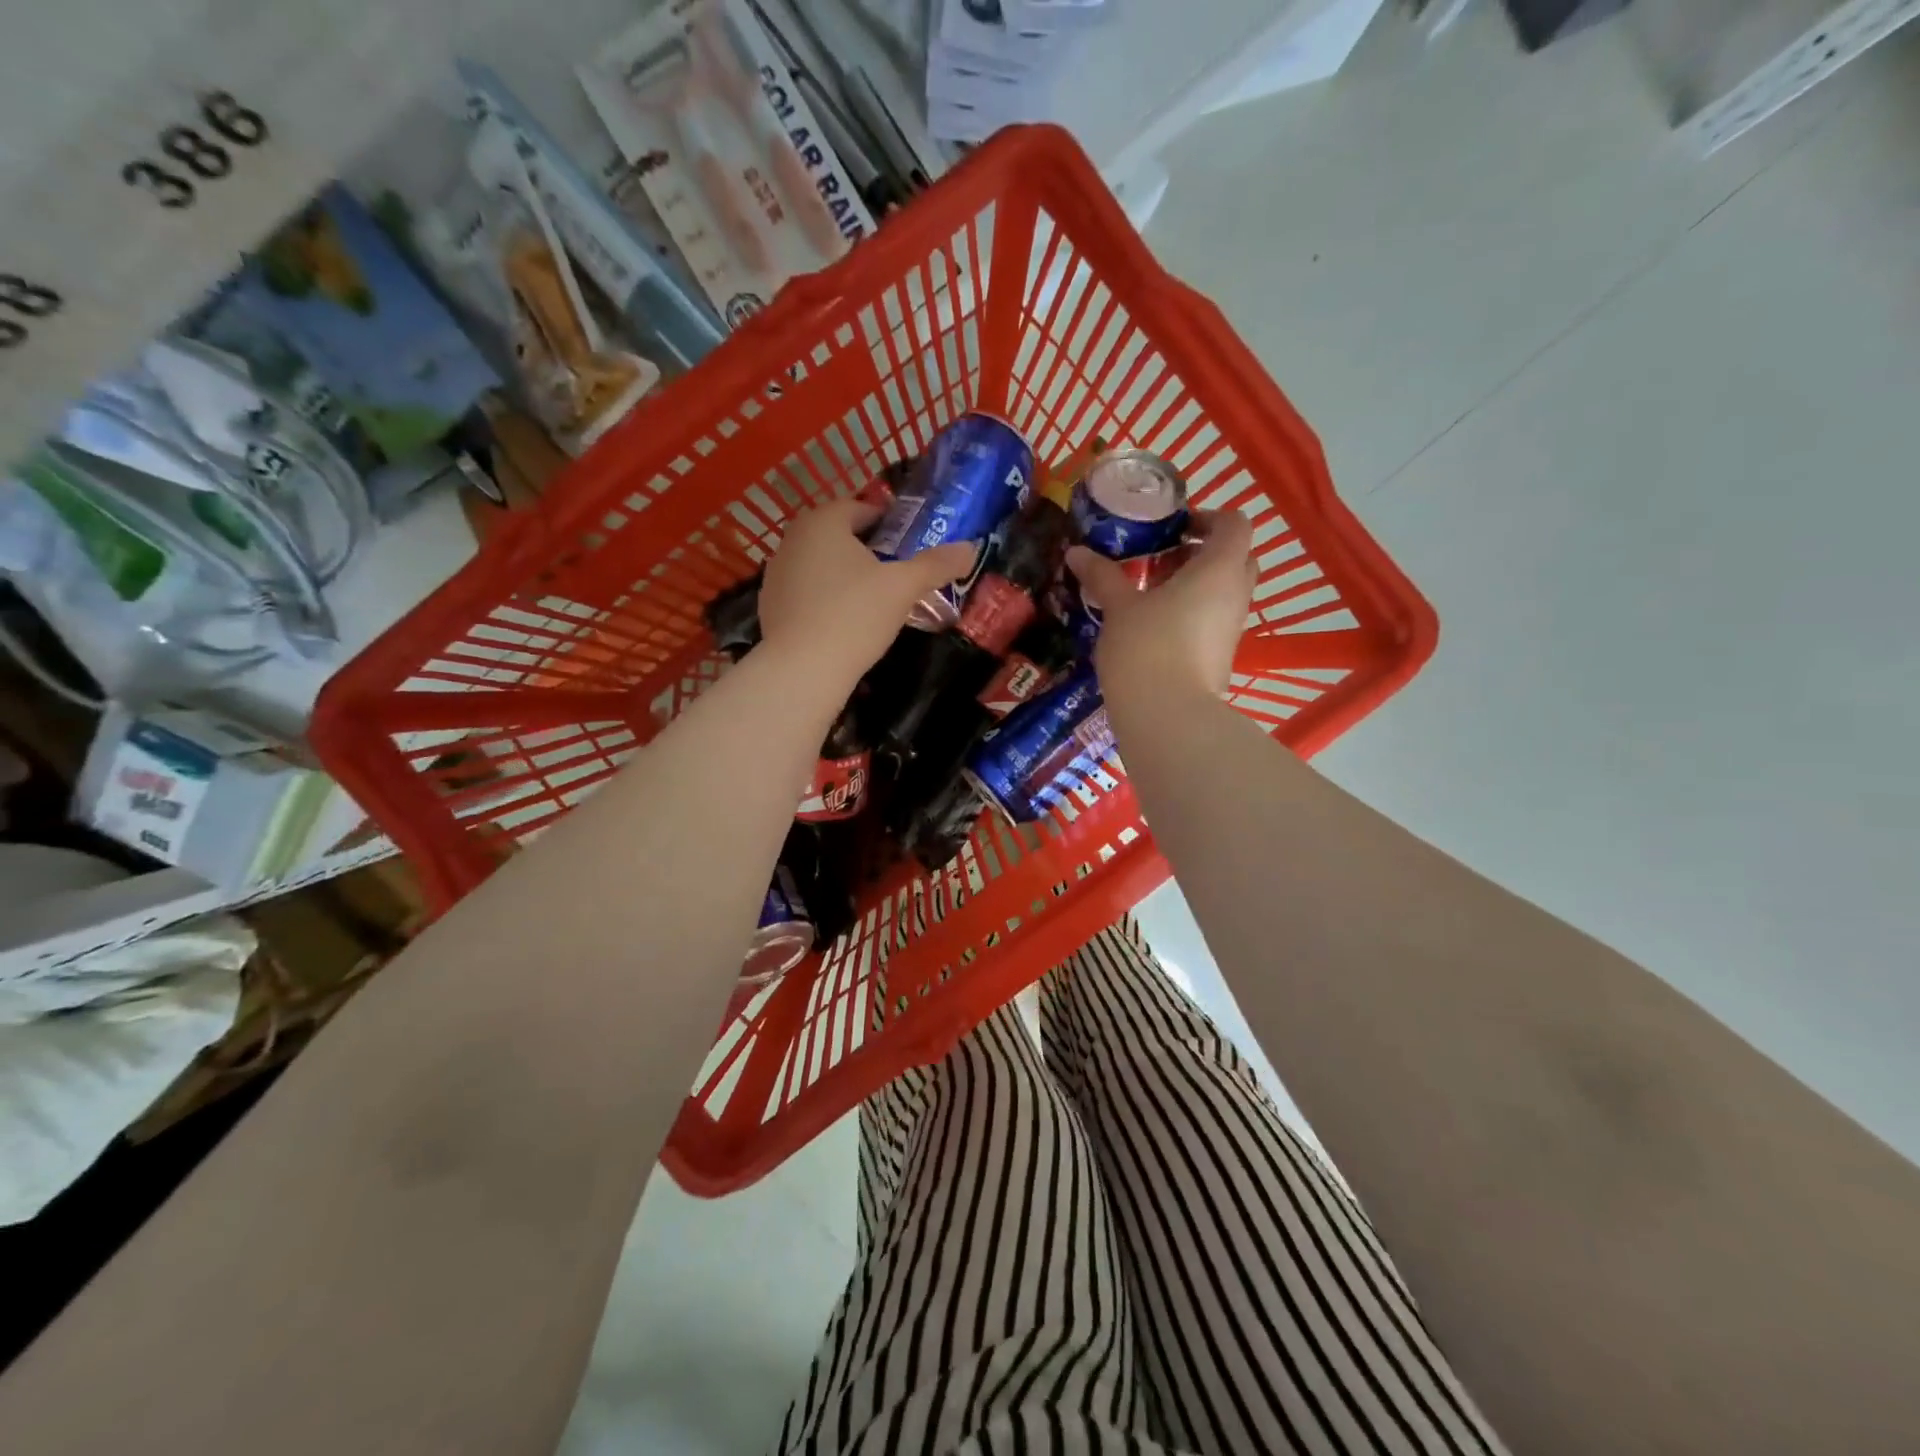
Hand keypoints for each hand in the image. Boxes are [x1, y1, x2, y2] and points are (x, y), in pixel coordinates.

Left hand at [759, 498, 975, 681]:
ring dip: (844, 574)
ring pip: (819, 563)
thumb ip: (936, 565)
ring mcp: (776, 572)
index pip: (860, 509)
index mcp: (823, 521)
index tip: (909, 545)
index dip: (888, 523)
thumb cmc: (854, 615)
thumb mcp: (903, 588)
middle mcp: (793, 538)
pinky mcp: (769, 604)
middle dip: (866, 550)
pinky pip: (805, 591)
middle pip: (838, 535)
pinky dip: (824, 598)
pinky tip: (843, 623)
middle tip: (895, 573)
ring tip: (871, 600)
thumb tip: (970, 548)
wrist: (801, 669)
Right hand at [1065, 508, 1256, 699]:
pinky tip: (1154, 628)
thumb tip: (1076, 552)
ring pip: (1223, 591)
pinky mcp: (1222, 657)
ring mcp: (1232, 629)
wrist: (1168, 717)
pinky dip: (1192, 614)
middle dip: (1201, 552)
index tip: (1171, 529)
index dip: (1206, 518)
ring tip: (1149, 595)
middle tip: (1161, 560)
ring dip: (1194, 585)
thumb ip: (1102, 575)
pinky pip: (1213, 621)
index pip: (1234, 523)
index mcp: (1219, 568)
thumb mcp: (1118, 607)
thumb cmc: (1146, 647)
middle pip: (1234, 557)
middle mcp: (1236, 594)